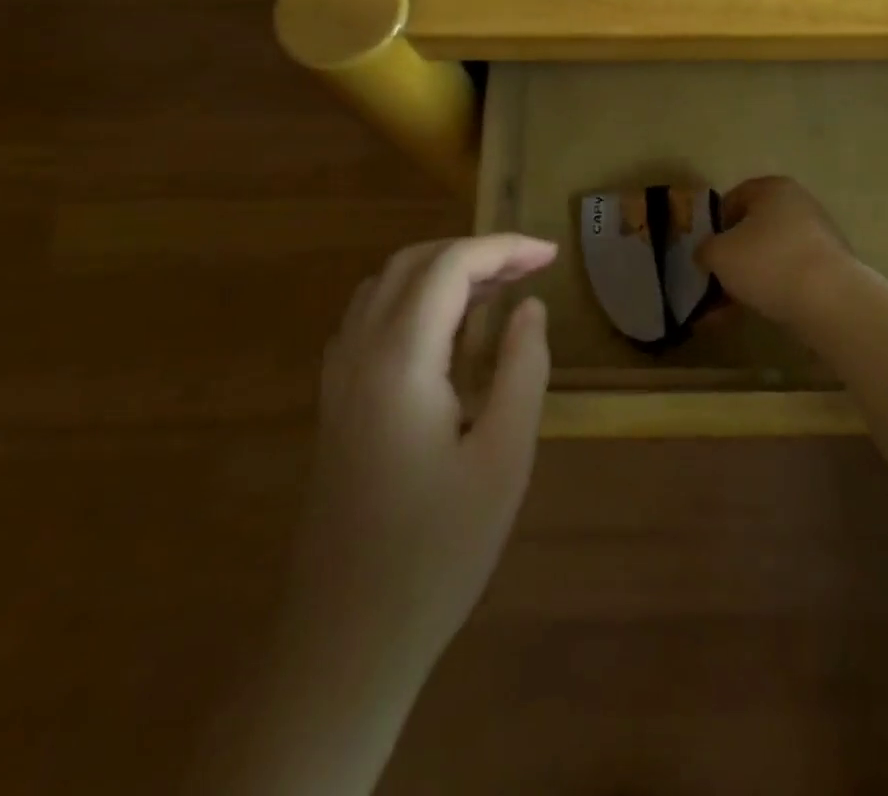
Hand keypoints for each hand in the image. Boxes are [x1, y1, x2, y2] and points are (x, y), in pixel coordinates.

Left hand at [285, 234, 555, 682]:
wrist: (345, 639)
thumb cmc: (437, 550)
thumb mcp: (504, 457)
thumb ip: (522, 368)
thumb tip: (530, 306)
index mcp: (400, 361)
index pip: (449, 267)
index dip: (503, 248)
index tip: (551, 254)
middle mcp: (359, 354)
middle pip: (413, 265)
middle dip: (474, 252)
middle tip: (530, 268)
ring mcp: (339, 379)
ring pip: (386, 287)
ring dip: (442, 271)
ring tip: (498, 289)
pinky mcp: (336, 403)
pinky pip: (371, 319)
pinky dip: (415, 299)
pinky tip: (448, 331)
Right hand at [696, 176, 855, 325]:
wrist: (829, 300)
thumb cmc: (767, 261)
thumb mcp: (719, 254)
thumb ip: (705, 249)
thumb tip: (706, 253)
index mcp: (774, 189)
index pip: (735, 197)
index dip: (714, 223)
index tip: (704, 249)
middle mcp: (799, 205)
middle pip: (754, 229)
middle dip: (730, 257)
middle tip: (712, 281)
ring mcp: (817, 238)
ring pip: (769, 256)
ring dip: (745, 280)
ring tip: (722, 311)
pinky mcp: (828, 269)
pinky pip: (788, 276)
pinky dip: (767, 291)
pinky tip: (747, 315)